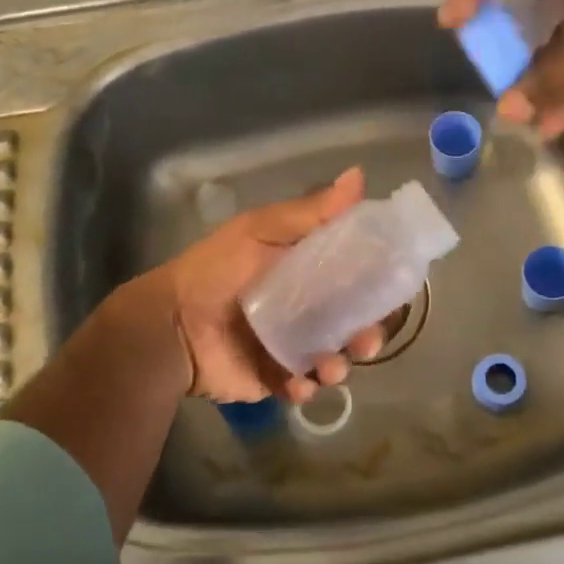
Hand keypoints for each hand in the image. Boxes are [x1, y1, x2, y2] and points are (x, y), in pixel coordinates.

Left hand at [160, 167, 386, 404]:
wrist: (171, 324)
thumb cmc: (217, 270)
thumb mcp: (261, 230)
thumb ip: (310, 212)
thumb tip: (359, 176)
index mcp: (306, 270)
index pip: (354, 276)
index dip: (376, 284)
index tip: (392, 290)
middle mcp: (305, 308)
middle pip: (352, 322)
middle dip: (367, 334)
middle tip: (366, 341)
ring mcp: (291, 346)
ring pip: (334, 358)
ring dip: (340, 365)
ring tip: (329, 368)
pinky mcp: (275, 377)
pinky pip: (303, 387)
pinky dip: (306, 388)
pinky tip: (297, 384)